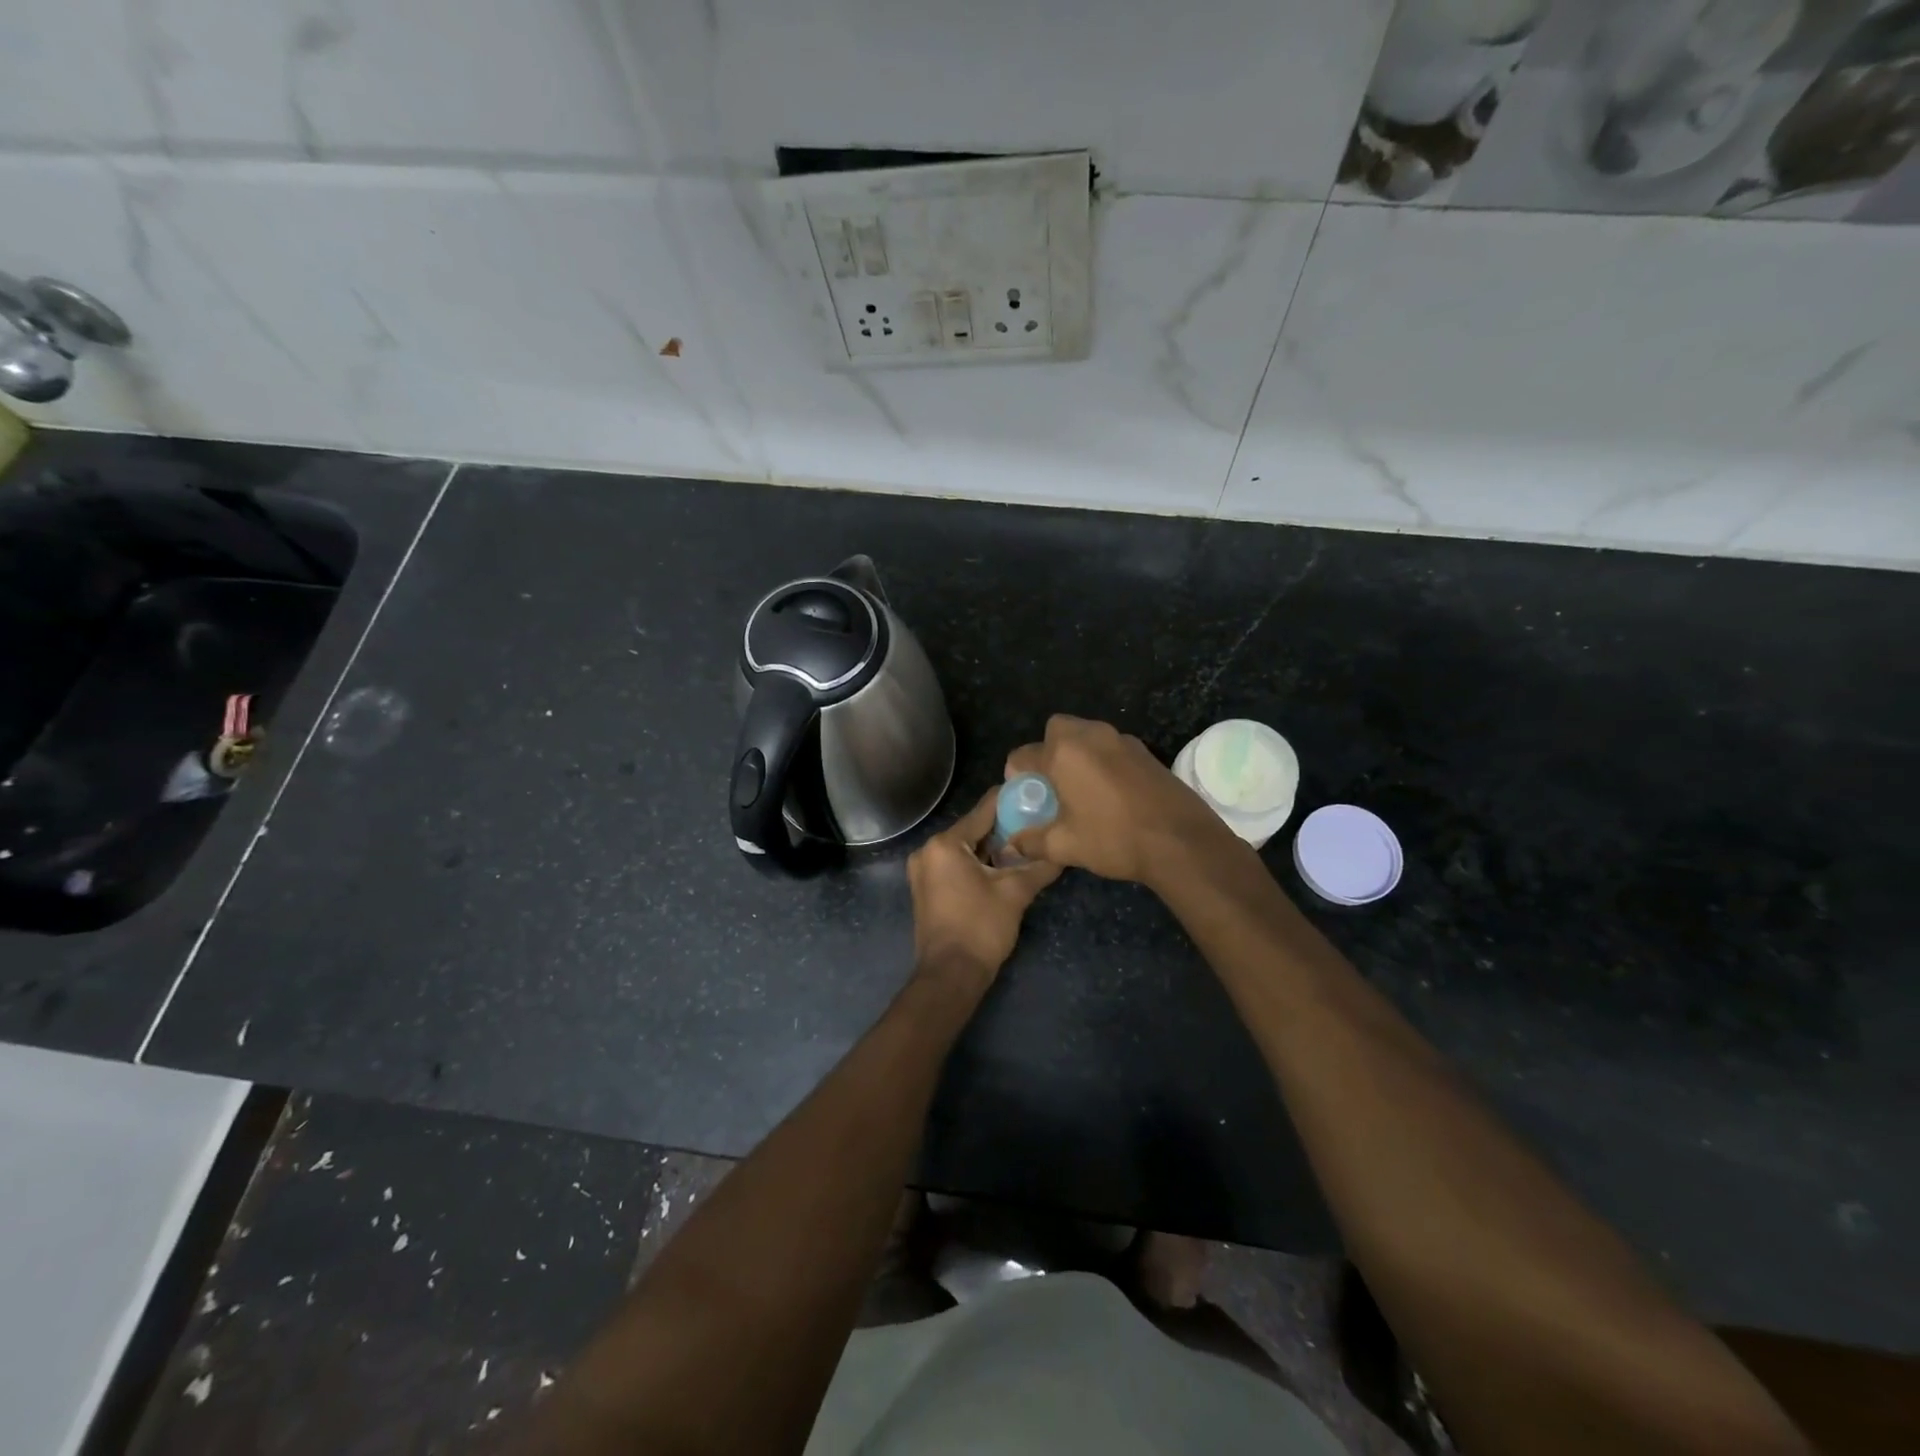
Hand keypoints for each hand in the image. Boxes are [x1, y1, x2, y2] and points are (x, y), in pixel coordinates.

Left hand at [908, 786, 1061, 984]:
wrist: (950, 976)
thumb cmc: (981, 928)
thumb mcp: (1015, 894)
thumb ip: (1039, 866)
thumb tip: (1063, 851)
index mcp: (945, 844)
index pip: (984, 810)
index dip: (1011, 801)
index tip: (1036, 793)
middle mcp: (928, 850)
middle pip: (973, 829)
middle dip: (1004, 827)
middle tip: (1037, 822)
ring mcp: (923, 870)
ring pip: (965, 848)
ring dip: (992, 847)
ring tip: (1027, 843)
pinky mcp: (926, 888)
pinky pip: (956, 864)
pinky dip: (978, 863)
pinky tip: (1004, 866)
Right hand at [1004, 715, 1244, 887]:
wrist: (1181, 840)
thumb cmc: (1114, 839)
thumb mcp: (1065, 846)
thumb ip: (1032, 842)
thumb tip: (1013, 845)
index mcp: (1063, 752)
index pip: (1023, 754)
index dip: (1017, 776)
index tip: (1026, 797)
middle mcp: (1090, 735)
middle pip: (1056, 730)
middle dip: (1048, 751)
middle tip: (1052, 785)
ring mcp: (1121, 739)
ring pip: (1086, 735)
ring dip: (1076, 754)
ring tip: (1080, 790)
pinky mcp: (1144, 751)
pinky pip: (1110, 747)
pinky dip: (1102, 760)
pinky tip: (1109, 793)